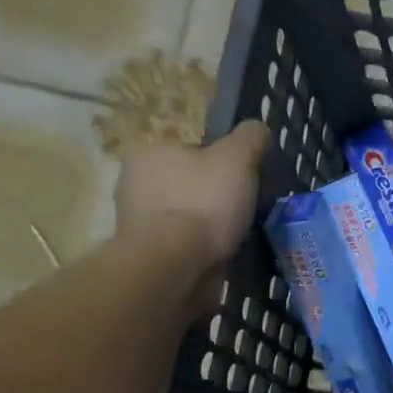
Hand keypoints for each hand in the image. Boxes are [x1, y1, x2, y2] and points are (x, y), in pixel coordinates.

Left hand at [114, 121, 269, 309]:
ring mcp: (136, 221)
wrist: (175, 264)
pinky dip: (200, 251)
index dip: (224, 169)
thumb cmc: (204, 204)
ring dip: (208, 229)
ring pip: (185, 218)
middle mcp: (134, 183)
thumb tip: (258, 128)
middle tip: (244, 215)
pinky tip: (218, 259)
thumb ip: (250, 138)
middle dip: (215, 200)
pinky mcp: (145, 254)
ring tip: (235, 241)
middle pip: (190, 186)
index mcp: (150, 153)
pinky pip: (181, 246)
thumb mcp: (237, 159)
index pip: (194, 154)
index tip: (244, 187)